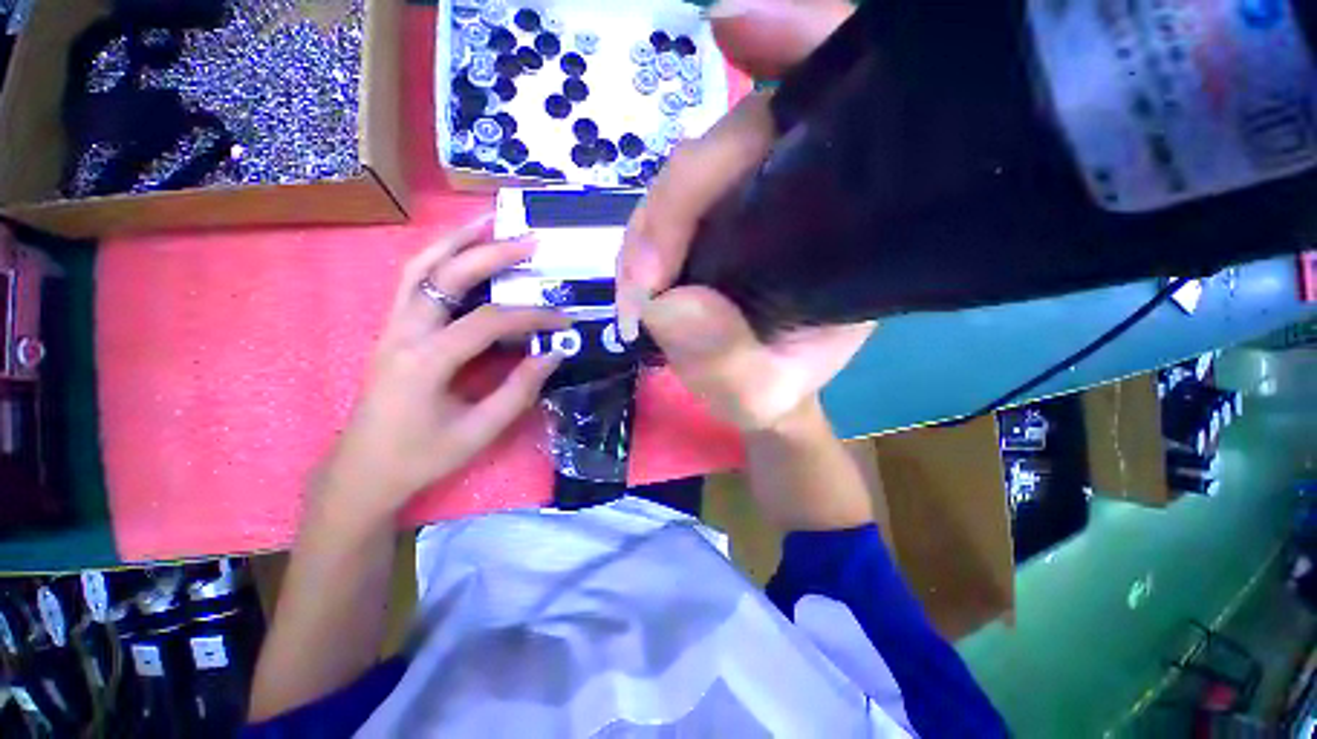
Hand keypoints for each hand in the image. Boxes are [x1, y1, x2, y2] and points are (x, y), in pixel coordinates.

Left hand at [313, 214, 567, 524]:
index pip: (487, 321)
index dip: (531, 316)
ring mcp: (392, 327)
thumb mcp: (479, 431)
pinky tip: (461, 252)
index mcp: (425, 362)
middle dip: (490, 253)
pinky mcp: (393, 330)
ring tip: (489, 223)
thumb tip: (554, 353)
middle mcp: (403, 333)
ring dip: (455, 241)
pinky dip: (439, 258)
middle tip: (529, 240)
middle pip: (446, 276)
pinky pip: (414, 281)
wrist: (364, 472)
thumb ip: (519, 389)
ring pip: (419, 268)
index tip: (564, 320)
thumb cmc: (422, 456)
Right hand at [617, 0, 867, 431]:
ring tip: (638, 290)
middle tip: (644, 285)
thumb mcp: (758, 393)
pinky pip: (681, 198)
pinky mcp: (717, 224)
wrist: (764, 396)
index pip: (839, 113)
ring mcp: (754, 204)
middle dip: (673, 206)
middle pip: (737, 145)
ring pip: (693, 174)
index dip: (800, 45)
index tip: (733, 29)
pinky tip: (642, 259)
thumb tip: (665, 305)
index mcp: (844, 228)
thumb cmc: (774, 392)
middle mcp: (806, 196)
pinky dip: (654, 216)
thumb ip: (725, 363)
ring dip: (651, 227)